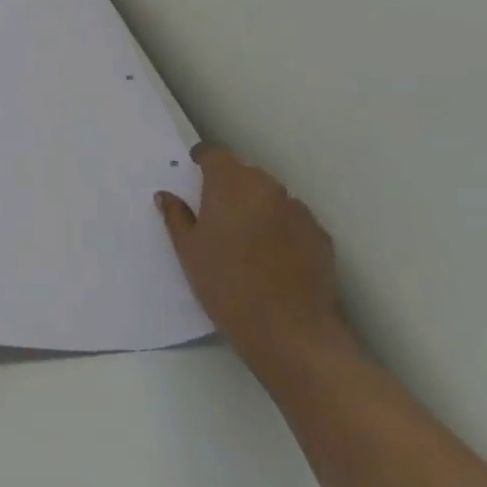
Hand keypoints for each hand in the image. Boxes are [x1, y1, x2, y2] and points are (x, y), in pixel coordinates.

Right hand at [156, 145, 350, 380]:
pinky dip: (280, 227)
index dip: (203, 159)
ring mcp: (299, 212)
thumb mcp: (188, 250)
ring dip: (256, 205)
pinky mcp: (320, 236)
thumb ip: (176, 216)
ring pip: (271, 196)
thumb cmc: (226, 284)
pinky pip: (293, 220)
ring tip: (244, 236)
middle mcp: (268, 188)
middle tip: (214, 210)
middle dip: (229, 184)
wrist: (290, 331)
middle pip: (245, 173)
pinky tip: (271, 255)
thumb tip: (166, 196)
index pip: (215, 155)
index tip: (194, 170)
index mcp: (231, 185)